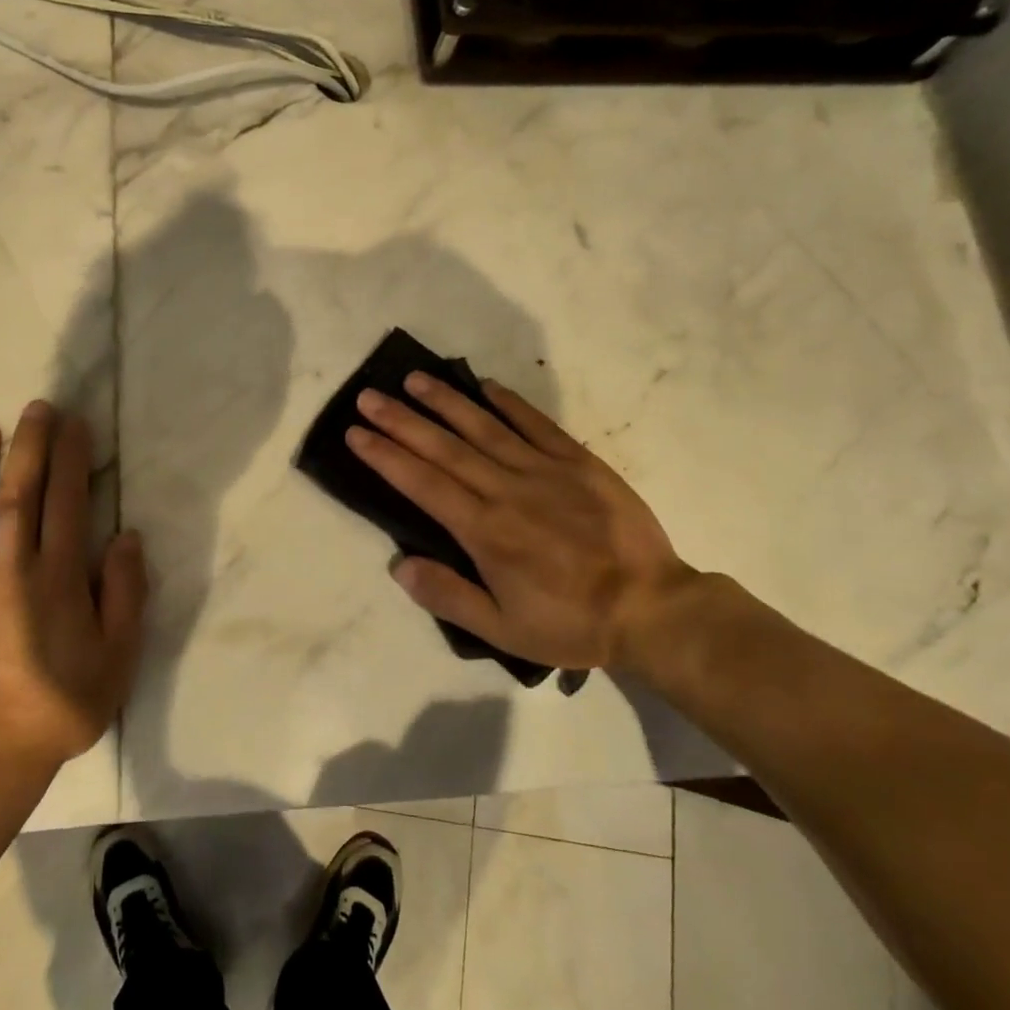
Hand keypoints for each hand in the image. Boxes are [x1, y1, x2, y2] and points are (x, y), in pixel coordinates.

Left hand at [0, 401, 146, 770]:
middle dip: (29, 445)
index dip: (71, 458)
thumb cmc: (59, 707)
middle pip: (20, 492)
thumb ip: (125, 594)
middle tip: (35, 407)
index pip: (66, 501)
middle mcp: (9, 566)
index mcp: (58, 576)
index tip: (73, 424)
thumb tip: (126, 537)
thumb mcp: (116, 657)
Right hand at [346, 374, 697, 672]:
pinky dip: (509, 403)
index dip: (385, 456)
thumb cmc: (572, 622)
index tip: (356, 433)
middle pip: (444, 448)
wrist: (653, 608)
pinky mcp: (579, 462)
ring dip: (445, 401)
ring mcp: (545, 471)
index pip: (422, 484)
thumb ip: (449, 596)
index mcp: (484, 531)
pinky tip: (485, 386)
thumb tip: (400, 564)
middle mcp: (507, 490)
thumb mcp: (504, 629)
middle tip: (368, 397)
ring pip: (484, 427)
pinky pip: (537, 424)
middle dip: (401, 420)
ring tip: (413, 380)